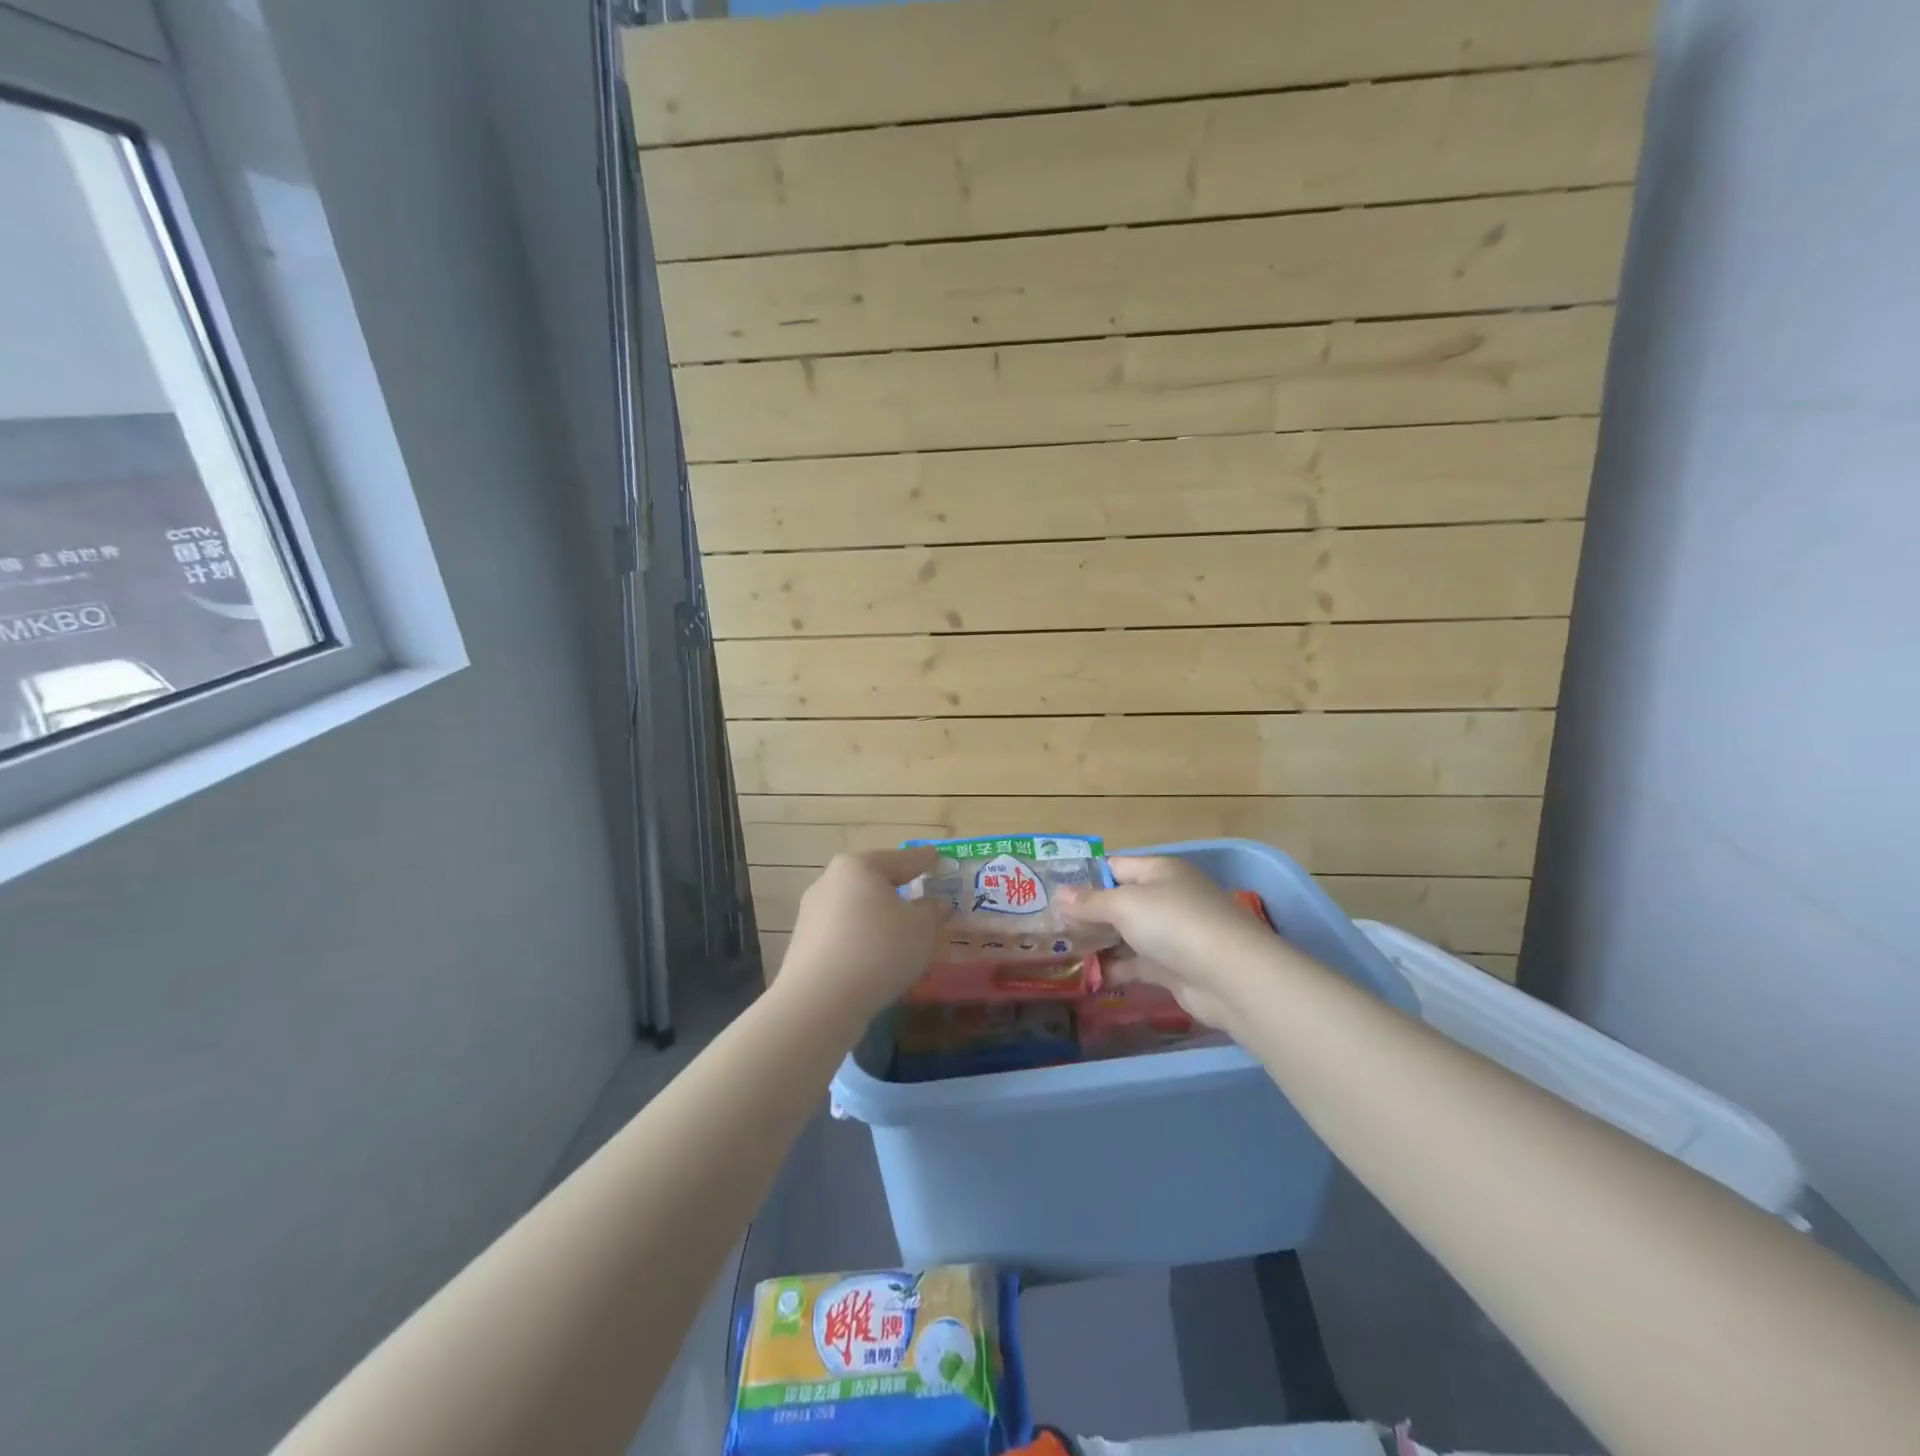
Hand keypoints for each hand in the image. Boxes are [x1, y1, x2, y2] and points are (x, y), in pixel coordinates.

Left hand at [775, 848, 948, 1022]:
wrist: (819, 1002)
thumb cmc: (878, 950)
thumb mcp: (922, 928)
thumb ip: (932, 911)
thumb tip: (934, 904)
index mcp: (859, 866)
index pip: (902, 859)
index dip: (925, 860)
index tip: (938, 858)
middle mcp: (830, 882)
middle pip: (874, 883)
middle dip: (900, 892)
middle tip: (924, 900)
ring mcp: (812, 914)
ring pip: (858, 910)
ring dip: (880, 919)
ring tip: (903, 936)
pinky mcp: (804, 945)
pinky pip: (844, 935)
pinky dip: (863, 941)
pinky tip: (877, 960)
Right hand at [1058, 856, 1301, 1030]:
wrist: (1229, 977)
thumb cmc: (1174, 924)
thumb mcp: (1125, 905)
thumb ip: (1090, 902)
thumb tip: (1058, 894)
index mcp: (1159, 871)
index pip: (1115, 866)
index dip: (1085, 877)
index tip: (1051, 892)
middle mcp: (1167, 897)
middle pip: (1120, 901)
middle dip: (1088, 913)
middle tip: (1050, 925)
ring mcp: (1172, 934)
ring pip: (1127, 934)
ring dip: (1099, 943)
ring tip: (1060, 951)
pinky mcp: (1174, 967)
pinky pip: (1137, 964)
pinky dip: (1116, 969)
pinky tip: (1088, 977)